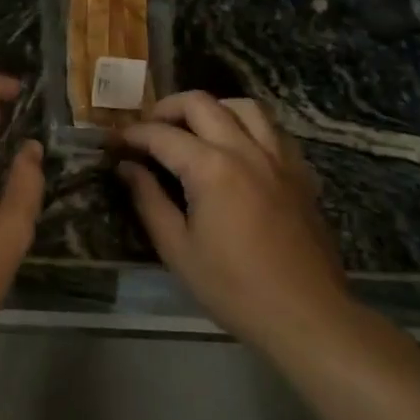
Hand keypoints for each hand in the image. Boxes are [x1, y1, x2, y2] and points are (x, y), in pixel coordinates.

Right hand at [116, 92, 350, 355]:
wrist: (307, 317)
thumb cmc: (234, 288)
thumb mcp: (177, 249)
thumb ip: (148, 200)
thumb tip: (127, 168)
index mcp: (211, 168)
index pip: (161, 134)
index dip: (131, 134)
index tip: (112, 142)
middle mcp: (245, 150)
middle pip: (201, 103)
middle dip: (166, 108)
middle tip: (148, 130)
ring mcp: (278, 158)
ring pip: (243, 106)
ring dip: (212, 109)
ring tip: (193, 130)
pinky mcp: (299, 173)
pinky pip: (272, 130)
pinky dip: (247, 127)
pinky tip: (235, 149)